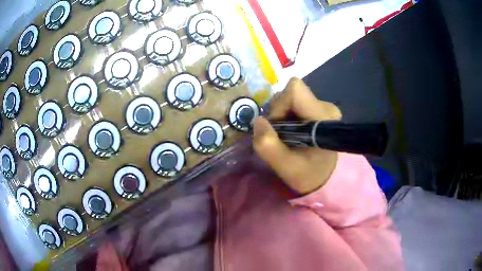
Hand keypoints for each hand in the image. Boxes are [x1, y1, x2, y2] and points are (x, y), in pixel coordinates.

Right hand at [253, 78, 341, 193]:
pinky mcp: (316, 108)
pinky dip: (285, 116)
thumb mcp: (286, 167)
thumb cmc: (308, 174)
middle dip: (278, 113)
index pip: (294, 91)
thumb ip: (269, 146)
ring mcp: (322, 106)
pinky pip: (293, 104)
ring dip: (280, 116)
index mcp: (323, 117)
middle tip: (281, 136)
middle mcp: (325, 106)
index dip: (279, 106)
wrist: (323, 177)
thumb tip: (258, 121)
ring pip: (289, 98)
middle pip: (290, 94)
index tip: (278, 128)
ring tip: (286, 136)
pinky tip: (291, 132)